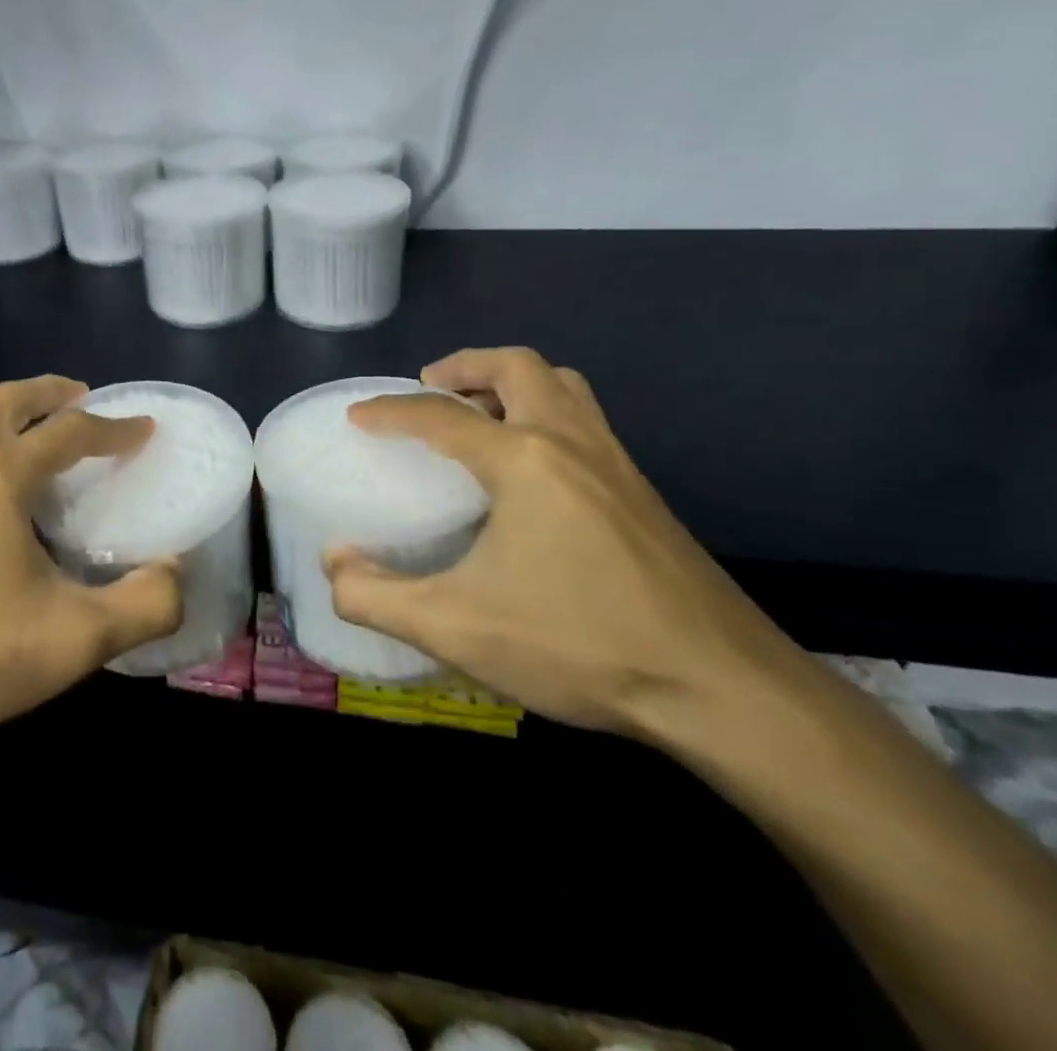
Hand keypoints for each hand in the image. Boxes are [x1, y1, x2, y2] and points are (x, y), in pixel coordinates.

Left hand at [0, 376, 182, 764]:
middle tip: (81, 398)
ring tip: (26, 432)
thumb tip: (177, 574)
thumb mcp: (73, 642)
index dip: (114, 428)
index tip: (143, 428)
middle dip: (50, 393)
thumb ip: (145, 605)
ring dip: (1, 412)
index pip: (69, 432)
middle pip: (6, 400)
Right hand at [325, 347, 795, 738]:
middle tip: (431, 387)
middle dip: (466, 366)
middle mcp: (573, 443)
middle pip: (518, 367)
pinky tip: (533, 471)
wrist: (723, 690)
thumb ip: (377, 597)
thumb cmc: (580, 645)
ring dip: (514, 382)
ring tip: (480, 413)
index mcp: (524, 460)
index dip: (390, 411)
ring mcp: (618, 465)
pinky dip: (546, 414)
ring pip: (563, 386)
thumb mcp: (456, 627)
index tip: (358, 417)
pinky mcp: (644, 495)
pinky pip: (586, 421)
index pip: (441, 415)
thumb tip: (333, 565)